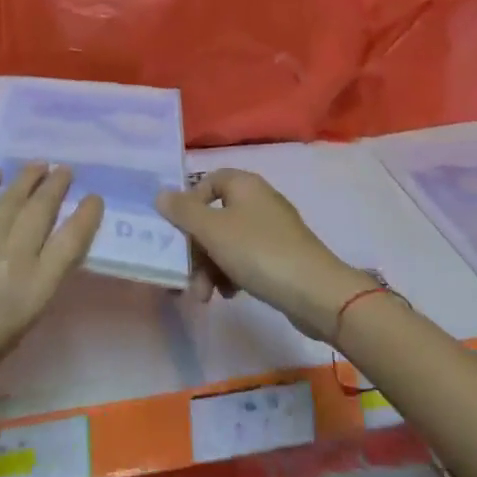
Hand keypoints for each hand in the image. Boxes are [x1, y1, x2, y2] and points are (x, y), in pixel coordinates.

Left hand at [0, 164, 103, 419]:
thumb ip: (28, 295)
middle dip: (57, 187)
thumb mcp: (11, 336)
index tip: (94, 198)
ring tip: (40, 165)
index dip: (86, 217)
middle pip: (42, 212)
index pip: (70, 244)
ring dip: (28, 178)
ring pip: (12, 200)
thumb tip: (34, 266)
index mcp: (32, 293)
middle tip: (66, 171)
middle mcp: (12, 260)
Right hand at [155, 170, 366, 339]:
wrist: (315, 292)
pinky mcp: (282, 255)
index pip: (208, 180)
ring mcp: (272, 229)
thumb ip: (183, 211)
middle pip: (214, 216)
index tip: (178, 230)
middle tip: (187, 277)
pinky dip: (232, 274)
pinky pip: (246, 258)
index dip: (189, 202)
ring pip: (228, 242)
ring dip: (211, 267)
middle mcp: (259, 200)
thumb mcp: (213, 230)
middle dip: (197, 249)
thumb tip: (161, 194)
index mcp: (244, 184)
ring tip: (206, 296)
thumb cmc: (259, 252)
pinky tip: (230, 295)